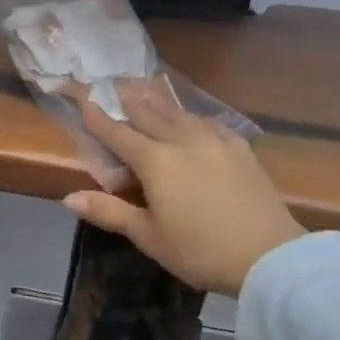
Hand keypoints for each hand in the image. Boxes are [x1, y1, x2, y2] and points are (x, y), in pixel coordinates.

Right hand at [63, 83, 302, 295]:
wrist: (270, 257)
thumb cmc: (200, 250)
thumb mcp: (149, 236)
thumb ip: (110, 212)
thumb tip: (69, 197)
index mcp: (155, 161)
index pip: (117, 133)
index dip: (97, 117)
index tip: (83, 98)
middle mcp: (182, 142)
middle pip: (149, 114)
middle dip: (130, 99)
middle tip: (116, 82)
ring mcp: (215, 143)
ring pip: (180, 114)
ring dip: (160, 101)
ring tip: (148, 88)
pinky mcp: (241, 151)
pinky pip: (211, 124)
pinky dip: (194, 117)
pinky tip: (194, 118)